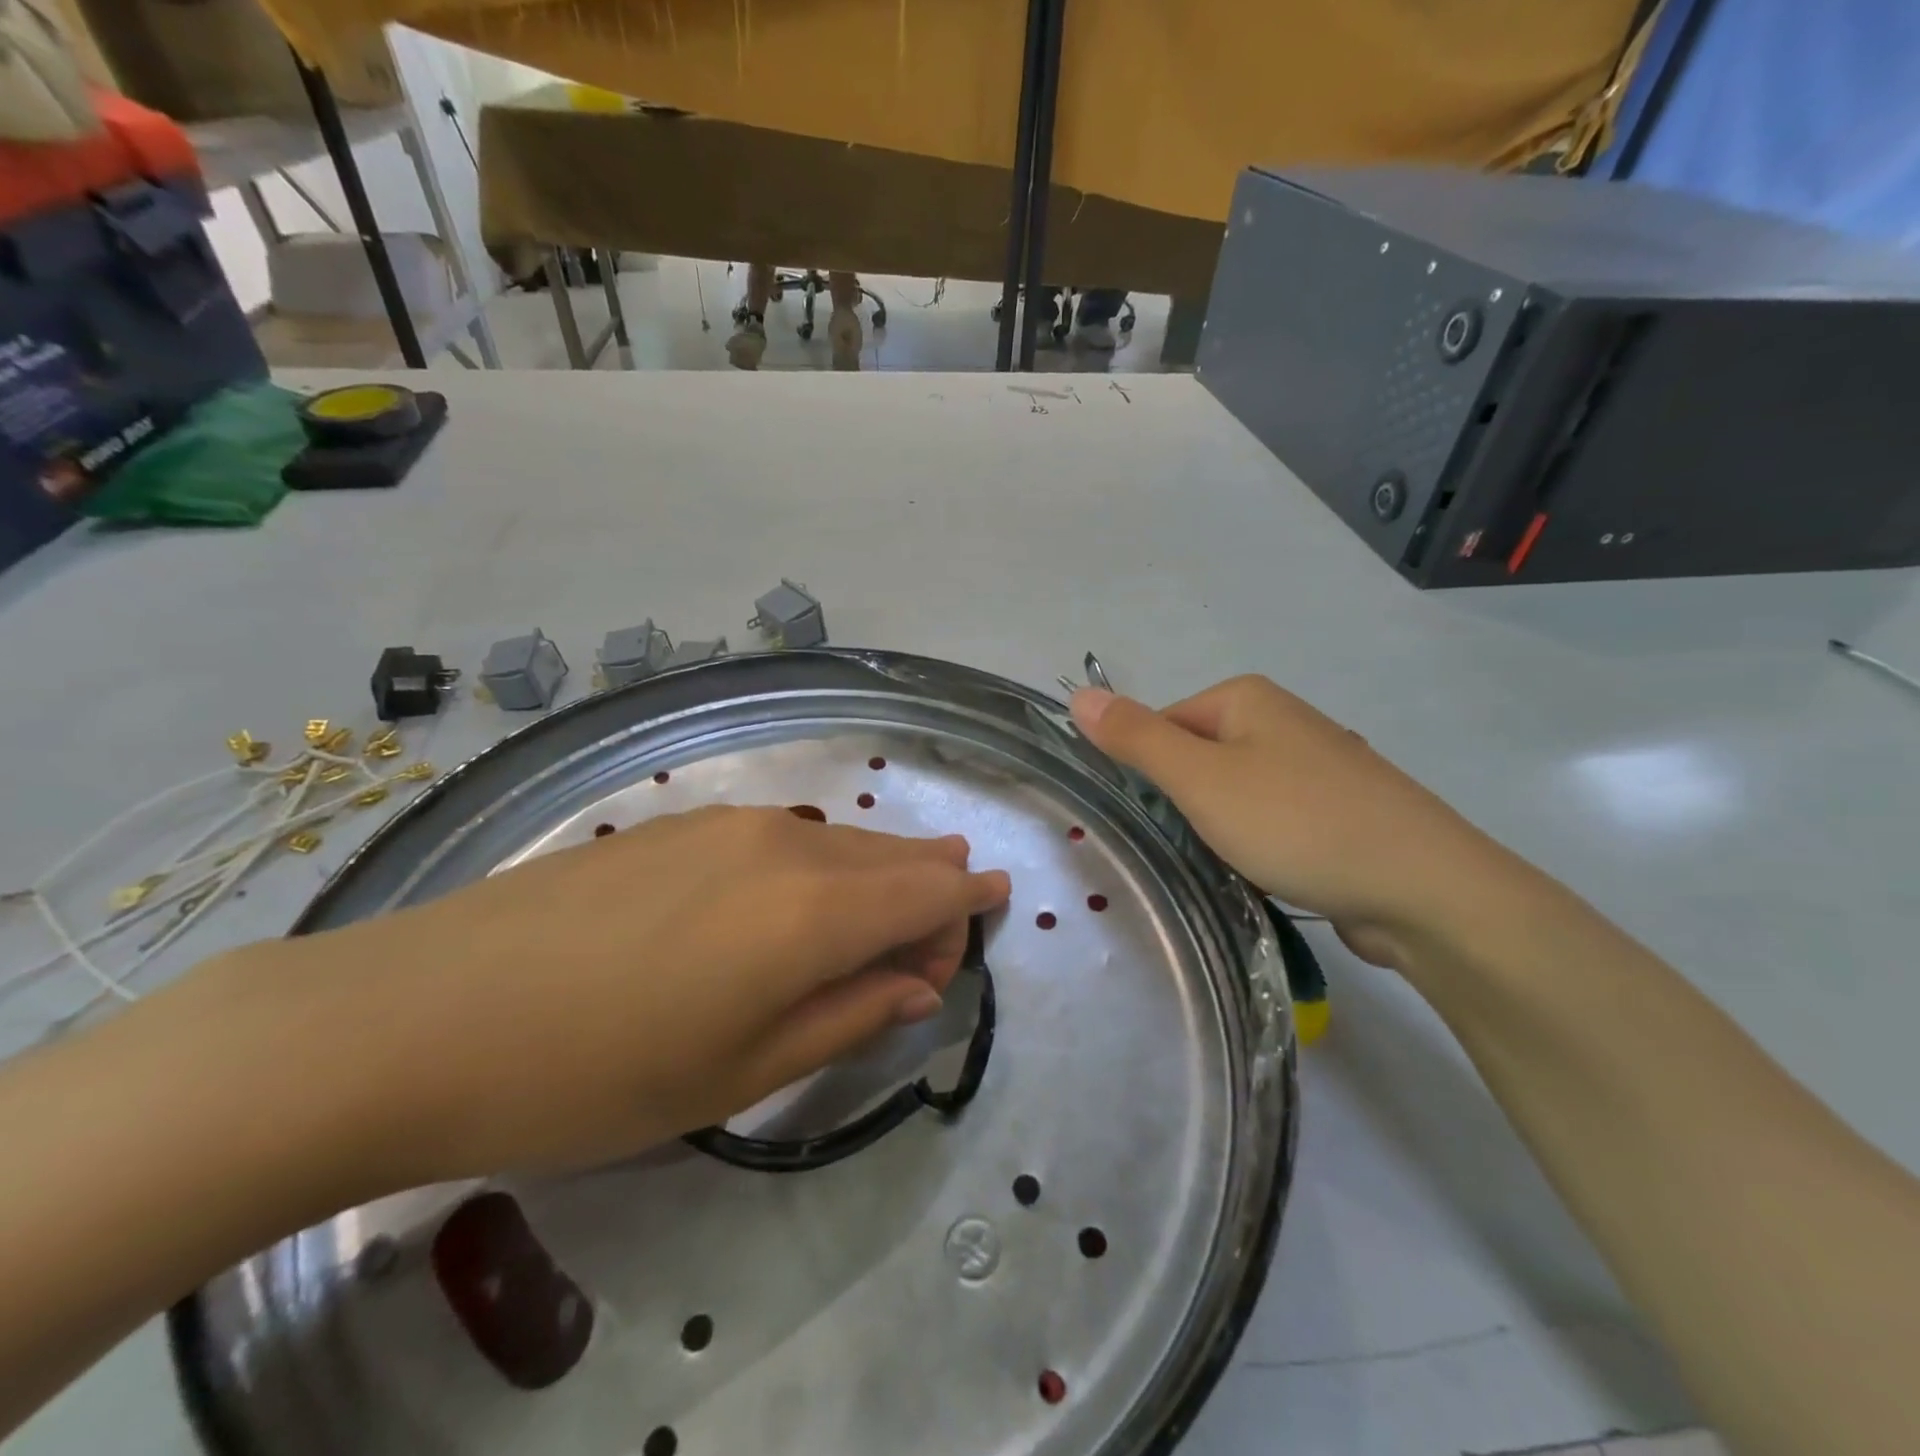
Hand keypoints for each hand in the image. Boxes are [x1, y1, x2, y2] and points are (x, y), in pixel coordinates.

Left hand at [207, 806, 1010, 1187]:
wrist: (418, 1014)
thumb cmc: (595, 1074)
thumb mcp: (740, 1074)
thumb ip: (847, 1018)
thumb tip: (917, 984)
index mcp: (811, 913)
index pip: (927, 893)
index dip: (967, 901)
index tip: (993, 907)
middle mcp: (784, 847)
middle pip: (888, 857)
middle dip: (930, 883)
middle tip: (950, 916)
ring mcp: (727, 824)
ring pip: (837, 841)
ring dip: (877, 870)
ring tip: (895, 896)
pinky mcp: (679, 822)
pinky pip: (784, 836)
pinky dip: (820, 862)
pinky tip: (805, 888)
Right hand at [1070, 677, 1510, 965]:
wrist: (1424, 889)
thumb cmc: (1297, 823)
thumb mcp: (1201, 779)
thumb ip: (1137, 738)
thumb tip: (1079, 695)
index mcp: (1247, 698)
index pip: (1162, 726)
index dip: (1148, 774)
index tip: (1152, 821)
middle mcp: (1283, 720)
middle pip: (1198, 759)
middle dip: (1186, 804)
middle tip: (1190, 847)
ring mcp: (1317, 766)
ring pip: (1235, 794)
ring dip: (1221, 830)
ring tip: (1230, 865)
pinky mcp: (1340, 811)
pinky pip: (1274, 820)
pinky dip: (1261, 846)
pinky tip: (1270, 873)